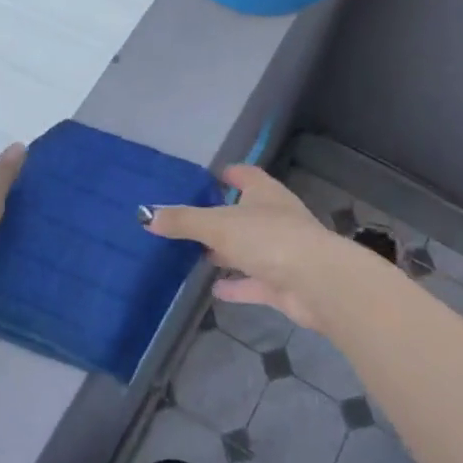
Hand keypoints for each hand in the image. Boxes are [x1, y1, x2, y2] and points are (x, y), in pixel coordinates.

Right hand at [145, 165, 374, 330]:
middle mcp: (275, 217)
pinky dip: (236, 285)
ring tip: (195, 255)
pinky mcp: (283, 283)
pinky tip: (214, 289)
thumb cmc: (268, 238)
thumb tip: (145, 215)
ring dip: (227, 252)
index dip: (226, 174)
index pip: (244, 174)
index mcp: (264, 192)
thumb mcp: (217, 225)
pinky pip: (254, 282)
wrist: (316, 283)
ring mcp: (281, 251)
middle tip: (188, 220)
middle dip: (220, 216)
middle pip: (244, 212)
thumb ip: (182, 220)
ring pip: (249, 248)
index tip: (203, 178)